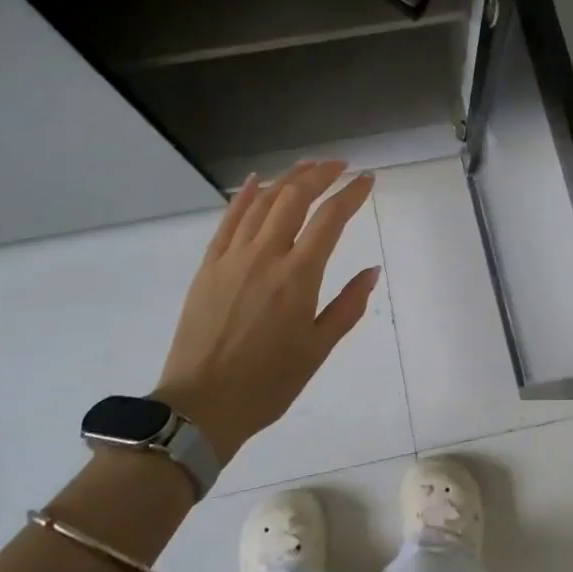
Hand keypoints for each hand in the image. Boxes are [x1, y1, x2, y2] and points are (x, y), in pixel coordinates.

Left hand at [153, 161, 379, 459]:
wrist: (200, 405)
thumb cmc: (268, 382)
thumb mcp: (317, 349)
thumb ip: (347, 306)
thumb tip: (372, 271)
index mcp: (297, 277)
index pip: (330, 219)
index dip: (351, 194)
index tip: (367, 180)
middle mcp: (266, 256)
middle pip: (295, 198)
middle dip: (320, 174)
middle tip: (339, 166)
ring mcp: (232, 257)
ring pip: (262, 202)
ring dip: (288, 179)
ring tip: (308, 167)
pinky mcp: (209, 266)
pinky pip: (228, 220)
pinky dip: (245, 196)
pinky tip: (257, 181)